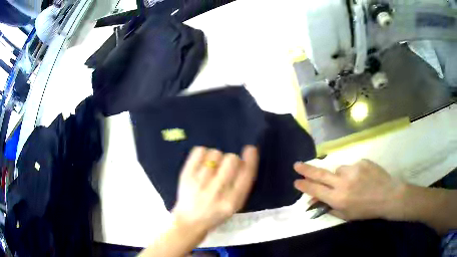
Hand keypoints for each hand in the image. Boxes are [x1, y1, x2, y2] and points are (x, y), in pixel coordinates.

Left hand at [172, 146, 257, 234]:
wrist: (190, 222)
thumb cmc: (215, 215)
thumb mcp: (234, 206)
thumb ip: (241, 185)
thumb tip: (243, 160)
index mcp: (232, 201)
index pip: (247, 174)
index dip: (251, 159)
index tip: (250, 149)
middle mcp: (217, 191)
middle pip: (232, 159)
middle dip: (232, 160)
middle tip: (224, 168)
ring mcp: (200, 182)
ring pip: (215, 154)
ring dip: (216, 158)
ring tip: (211, 168)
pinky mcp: (186, 175)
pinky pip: (199, 151)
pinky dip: (202, 154)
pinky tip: (202, 163)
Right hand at [294, 159, 405, 219]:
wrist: (388, 196)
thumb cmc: (366, 210)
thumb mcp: (346, 215)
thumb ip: (329, 208)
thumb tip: (314, 201)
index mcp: (338, 198)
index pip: (316, 190)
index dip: (304, 186)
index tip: (296, 182)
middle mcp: (343, 182)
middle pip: (320, 174)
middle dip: (306, 170)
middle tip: (296, 165)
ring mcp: (353, 169)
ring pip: (338, 170)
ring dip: (340, 176)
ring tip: (352, 183)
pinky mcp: (362, 161)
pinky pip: (352, 166)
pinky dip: (353, 172)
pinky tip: (363, 178)